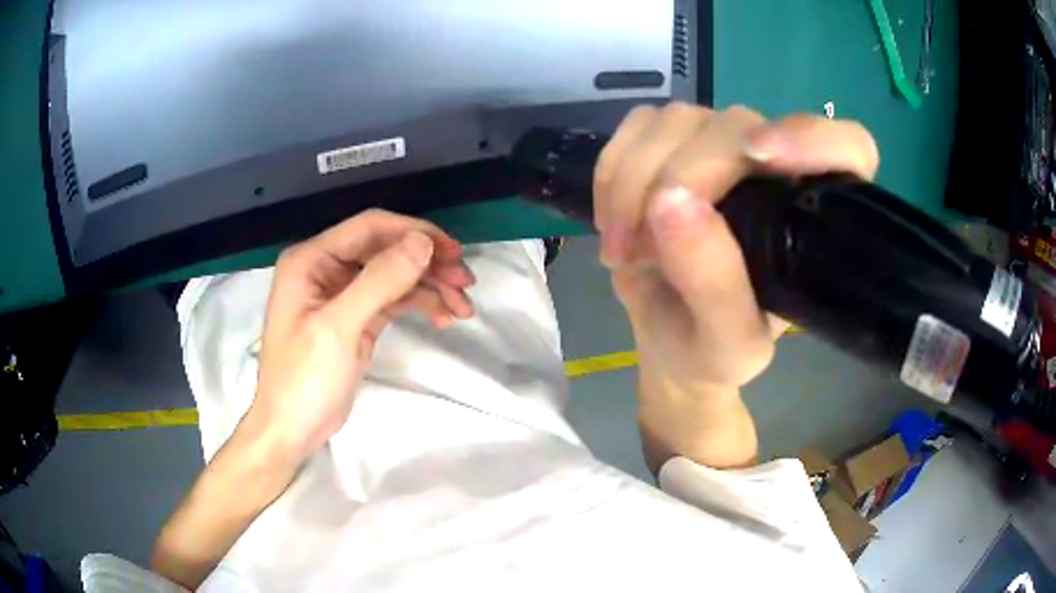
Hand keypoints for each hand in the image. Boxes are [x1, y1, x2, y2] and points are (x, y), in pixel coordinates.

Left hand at [250, 209, 474, 460]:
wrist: (292, 430)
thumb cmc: (304, 380)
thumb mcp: (338, 329)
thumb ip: (379, 282)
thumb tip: (424, 242)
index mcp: (312, 259)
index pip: (370, 228)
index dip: (414, 232)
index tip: (453, 252)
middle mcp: (327, 268)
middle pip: (386, 249)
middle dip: (428, 263)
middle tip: (466, 282)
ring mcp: (343, 293)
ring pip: (395, 275)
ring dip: (430, 286)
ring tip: (463, 308)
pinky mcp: (357, 318)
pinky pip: (394, 299)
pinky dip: (419, 304)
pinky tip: (443, 316)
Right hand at [595, 103, 877, 467]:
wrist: (668, 338)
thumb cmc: (711, 352)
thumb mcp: (726, 345)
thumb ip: (715, 285)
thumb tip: (669, 202)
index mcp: (815, 219)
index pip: (848, 147)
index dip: (813, 138)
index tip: (759, 156)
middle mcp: (777, 169)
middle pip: (735, 125)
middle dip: (677, 178)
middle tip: (637, 248)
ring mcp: (722, 148)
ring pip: (677, 120)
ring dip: (632, 180)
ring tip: (624, 247)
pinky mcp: (674, 142)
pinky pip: (637, 126)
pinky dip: (611, 169)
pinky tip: (611, 217)